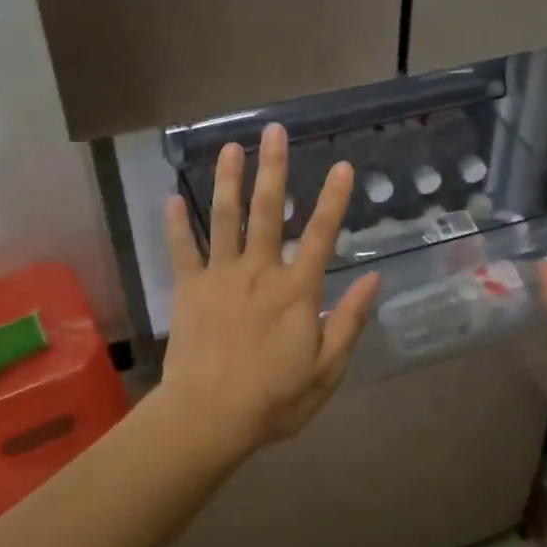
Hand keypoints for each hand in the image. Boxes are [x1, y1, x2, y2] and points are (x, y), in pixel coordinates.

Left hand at [159, 124, 379, 456]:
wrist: (209, 416)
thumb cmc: (274, 399)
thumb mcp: (326, 369)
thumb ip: (349, 321)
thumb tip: (373, 279)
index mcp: (296, 290)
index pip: (320, 234)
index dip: (333, 199)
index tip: (341, 165)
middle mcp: (259, 271)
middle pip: (267, 211)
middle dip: (273, 168)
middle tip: (274, 130)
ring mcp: (220, 276)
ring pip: (224, 218)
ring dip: (228, 180)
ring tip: (231, 147)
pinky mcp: (189, 289)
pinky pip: (182, 249)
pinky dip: (176, 224)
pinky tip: (172, 196)